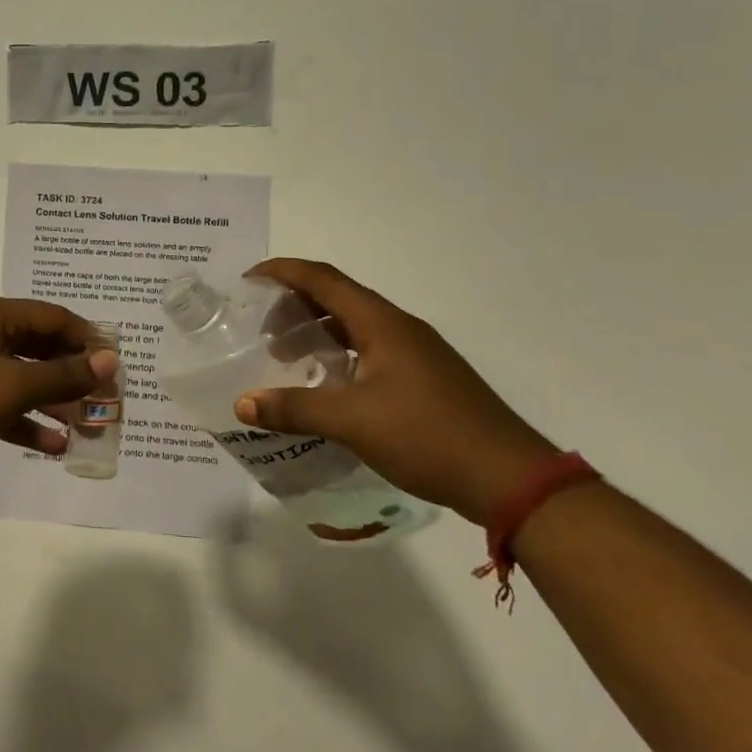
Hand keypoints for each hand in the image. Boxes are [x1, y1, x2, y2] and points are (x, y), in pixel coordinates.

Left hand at [0, 295, 118, 487]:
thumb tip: (109, 359)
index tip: (117, 369)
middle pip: (41, 349)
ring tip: (88, 430)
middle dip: (74, 377)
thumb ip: (63, 374)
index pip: (54, 318)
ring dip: (55, 403)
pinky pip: (2, 405)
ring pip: (23, 380)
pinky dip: (26, 422)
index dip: (89, 341)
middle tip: (106, 404)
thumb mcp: (11, 387)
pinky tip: (53, 447)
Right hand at [234, 259, 557, 524]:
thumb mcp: (352, 422)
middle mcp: (399, 328)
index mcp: (382, 323)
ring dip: (317, 334)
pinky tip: (327, 387)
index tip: (248, 280)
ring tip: (287, 359)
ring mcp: (416, 354)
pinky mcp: (425, 380)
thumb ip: (294, 409)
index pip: (323, 279)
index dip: (283, 272)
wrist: (510, 479)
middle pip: (338, 299)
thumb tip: (242, 403)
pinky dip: (338, 357)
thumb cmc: (428, 436)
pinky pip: (370, 352)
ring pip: (355, 327)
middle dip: (295, 306)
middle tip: (262, 332)